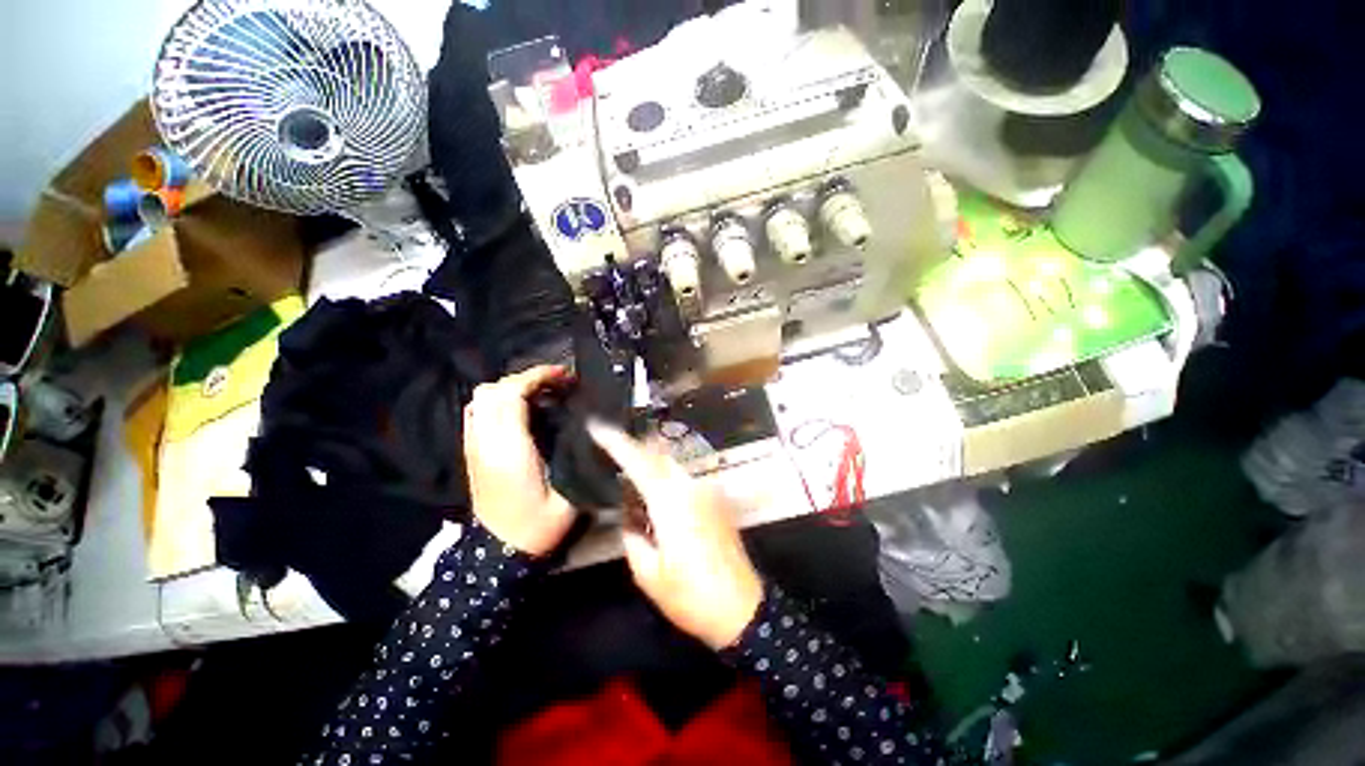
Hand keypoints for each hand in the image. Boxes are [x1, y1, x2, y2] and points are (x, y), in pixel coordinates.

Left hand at [464, 366, 576, 556]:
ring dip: (509, 388)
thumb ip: (574, 455)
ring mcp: (474, 446)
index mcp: (510, 450)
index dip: (538, 377)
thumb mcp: (568, 492)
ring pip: (481, 398)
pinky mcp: (471, 452)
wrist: (499, 552)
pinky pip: (476, 413)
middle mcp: (485, 442)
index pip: (513, 395)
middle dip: (526, 379)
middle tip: (556, 385)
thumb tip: (587, 424)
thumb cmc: (538, 525)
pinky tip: (518, 409)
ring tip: (538, 394)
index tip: (564, 375)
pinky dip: (496, 401)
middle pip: (494, 390)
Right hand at [588, 421, 762, 649]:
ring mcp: (706, 491)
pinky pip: (682, 476)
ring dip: (647, 460)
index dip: (616, 442)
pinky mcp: (714, 499)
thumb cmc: (691, 596)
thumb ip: (632, 536)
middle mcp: (690, 487)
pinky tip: (652, 489)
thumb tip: (627, 515)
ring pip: (670, 463)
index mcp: (671, 502)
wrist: (742, 608)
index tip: (596, 427)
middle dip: (632, 445)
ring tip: (626, 468)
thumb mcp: (648, 574)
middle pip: (657, 454)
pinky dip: (662, 474)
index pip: (639, 461)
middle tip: (607, 445)